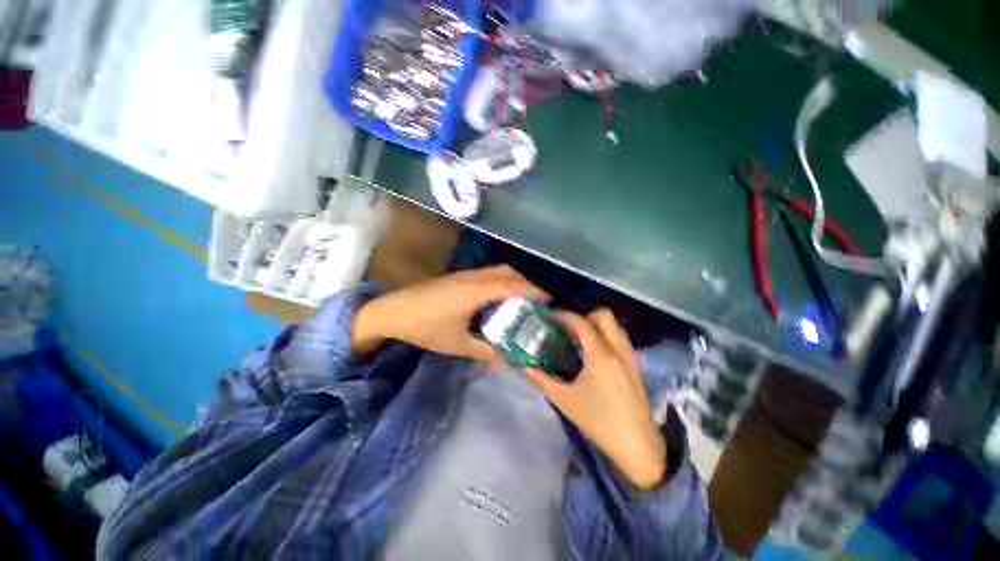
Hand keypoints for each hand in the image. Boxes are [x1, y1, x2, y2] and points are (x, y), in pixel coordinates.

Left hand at [352, 265, 548, 360]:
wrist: (393, 312)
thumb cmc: (425, 328)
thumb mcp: (458, 344)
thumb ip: (487, 351)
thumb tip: (510, 360)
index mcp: (475, 291)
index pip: (512, 285)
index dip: (533, 290)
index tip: (549, 301)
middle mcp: (473, 277)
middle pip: (507, 272)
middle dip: (526, 284)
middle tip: (537, 302)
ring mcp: (464, 274)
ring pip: (497, 271)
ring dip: (513, 281)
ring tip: (522, 300)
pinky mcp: (457, 277)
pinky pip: (487, 275)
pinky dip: (500, 282)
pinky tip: (498, 299)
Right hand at [526, 310, 666, 488]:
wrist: (637, 446)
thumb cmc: (599, 422)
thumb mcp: (565, 401)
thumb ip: (541, 379)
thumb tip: (524, 365)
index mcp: (601, 356)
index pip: (582, 323)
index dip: (564, 316)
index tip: (550, 317)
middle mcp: (618, 350)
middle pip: (604, 316)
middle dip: (584, 317)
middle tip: (568, 330)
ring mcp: (630, 357)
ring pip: (615, 326)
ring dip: (596, 326)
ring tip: (579, 340)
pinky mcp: (636, 365)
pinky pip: (620, 338)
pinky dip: (606, 336)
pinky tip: (594, 354)